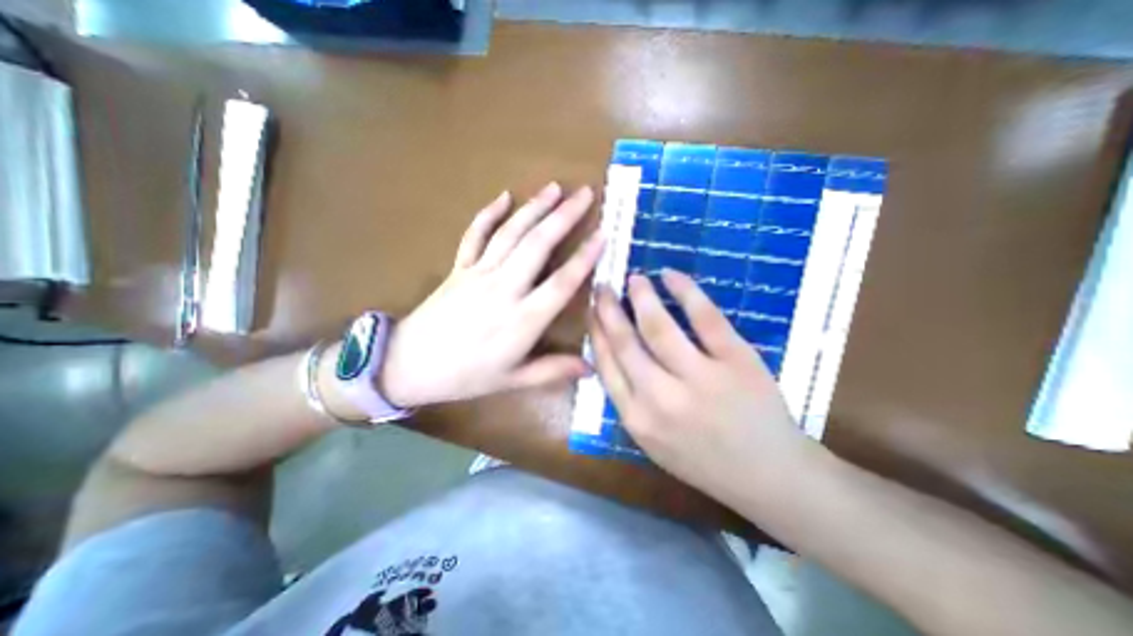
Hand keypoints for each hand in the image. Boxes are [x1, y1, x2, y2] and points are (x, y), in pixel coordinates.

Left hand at [378, 181, 606, 405]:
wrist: (408, 365)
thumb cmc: (466, 376)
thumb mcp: (513, 380)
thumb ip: (553, 370)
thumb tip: (592, 368)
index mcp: (522, 320)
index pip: (562, 283)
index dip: (585, 257)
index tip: (603, 234)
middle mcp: (504, 289)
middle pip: (538, 245)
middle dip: (564, 216)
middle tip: (585, 193)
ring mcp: (479, 273)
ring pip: (511, 233)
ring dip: (535, 207)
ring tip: (555, 187)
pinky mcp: (459, 267)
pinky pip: (474, 234)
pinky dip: (489, 213)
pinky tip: (504, 195)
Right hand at [594, 270, 814, 502]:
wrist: (768, 476)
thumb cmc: (703, 459)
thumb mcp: (651, 441)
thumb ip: (627, 401)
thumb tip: (608, 355)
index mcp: (637, 418)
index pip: (605, 364)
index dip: (595, 332)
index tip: (590, 311)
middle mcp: (661, 398)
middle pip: (625, 342)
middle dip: (608, 309)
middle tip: (603, 287)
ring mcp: (701, 378)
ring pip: (659, 326)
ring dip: (642, 296)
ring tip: (634, 279)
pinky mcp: (736, 361)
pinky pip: (705, 318)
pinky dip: (685, 291)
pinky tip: (670, 276)